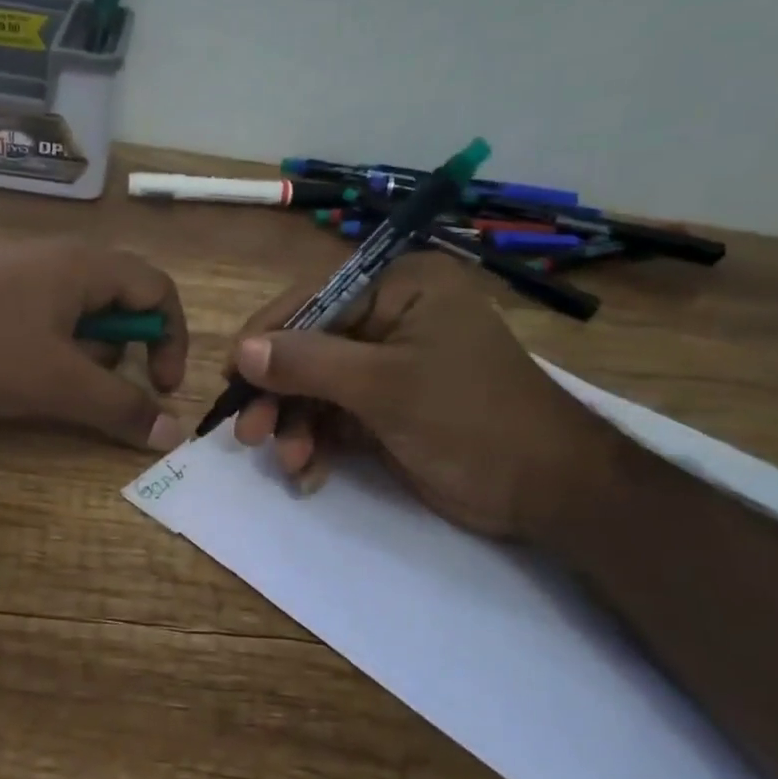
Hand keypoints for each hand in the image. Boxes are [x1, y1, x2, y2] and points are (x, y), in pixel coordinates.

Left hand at [0, 240, 189, 450]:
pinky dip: (47, 351)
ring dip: (82, 355)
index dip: (173, 338)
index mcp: (84, 266)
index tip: (163, 387)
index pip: (158, 288)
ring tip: (47, 386)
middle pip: (119, 301)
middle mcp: (56, 260)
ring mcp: (17, 274)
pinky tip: (11, 375)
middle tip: (97, 388)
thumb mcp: (58, 385)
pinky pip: (40, 320)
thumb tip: (174, 434)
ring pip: (77, 315)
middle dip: (123, 352)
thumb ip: (121, 408)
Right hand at [228, 251, 616, 540]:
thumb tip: (242, 350)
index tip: (230, 376)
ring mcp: (389, 364)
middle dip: (280, 393)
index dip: (267, 337)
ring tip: (288, 461)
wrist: (547, 491)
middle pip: (310, 346)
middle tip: (248, 433)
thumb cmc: (471, 420)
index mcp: (401, 287)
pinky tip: (309, 472)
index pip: (314, 299)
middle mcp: (392, 316)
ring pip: (317, 386)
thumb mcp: (384, 387)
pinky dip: (318, 442)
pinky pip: (335, 415)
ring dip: (296, 425)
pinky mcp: (387, 405)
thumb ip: (308, 363)